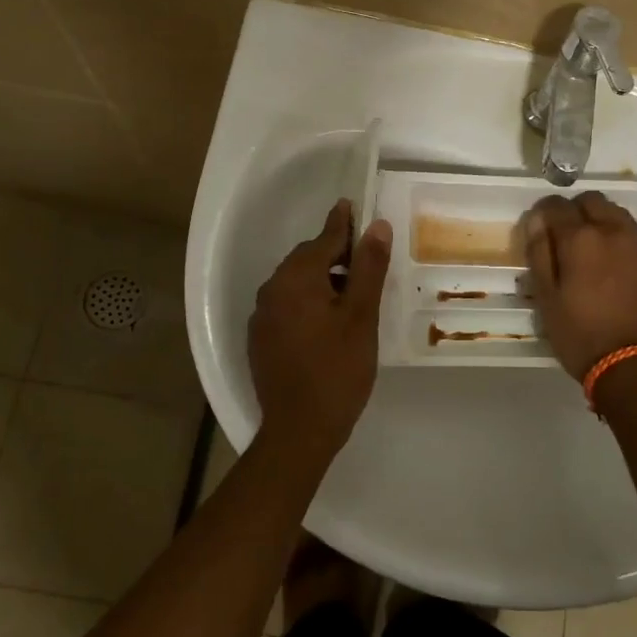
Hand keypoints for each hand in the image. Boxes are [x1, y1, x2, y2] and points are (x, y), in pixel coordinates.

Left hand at [249, 200, 392, 450]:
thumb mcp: (361, 316)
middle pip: (307, 260)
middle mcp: (271, 290)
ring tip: (352, 298)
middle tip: (366, 263)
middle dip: (335, 256)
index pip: (323, 239)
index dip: (342, 223)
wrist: (299, 431)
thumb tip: (377, 225)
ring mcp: (261, 317)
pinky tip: (327, 324)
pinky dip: (308, 304)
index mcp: (295, 279)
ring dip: (322, 281)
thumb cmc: (337, 370)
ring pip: (296, 285)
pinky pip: (287, 307)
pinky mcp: (260, 340)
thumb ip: (368, 268)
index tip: (352, 205)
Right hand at [524, 192, 636, 380]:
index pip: (556, 205)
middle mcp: (613, 233)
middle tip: (563, 237)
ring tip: (588, 250)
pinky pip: (634, 240)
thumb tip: (537, 220)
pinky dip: (618, 243)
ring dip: (599, 221)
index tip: (537, 228)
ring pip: (617, 215)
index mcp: (580, 239)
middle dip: (574, 210)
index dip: (543, 211)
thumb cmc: (581, 336)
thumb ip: (540, 253)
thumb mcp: (547, 299)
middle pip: (592, 201)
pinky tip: (612, 271)